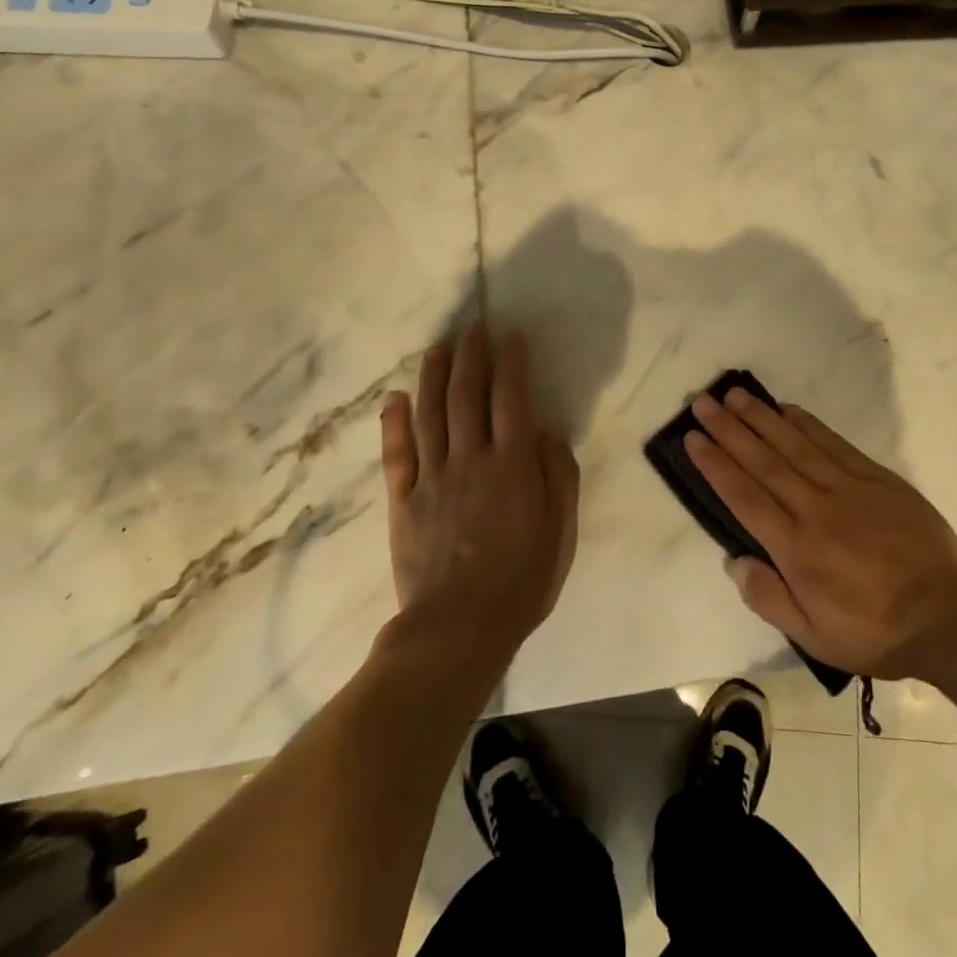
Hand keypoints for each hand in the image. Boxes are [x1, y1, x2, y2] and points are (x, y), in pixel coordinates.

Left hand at [381, 325, 579, 648]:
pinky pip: (396, 453)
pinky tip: (396, 398)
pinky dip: (395, 422)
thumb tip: (547, 432)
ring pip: (430, 413)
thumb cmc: (521, 580)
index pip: (511, 399)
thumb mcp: (561, 531)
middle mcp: (471, 459)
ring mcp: (432, 478)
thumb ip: (559, 476)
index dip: (510, 363)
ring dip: (434, 376)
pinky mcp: (403, 500)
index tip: (510, 337)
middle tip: (472, 328)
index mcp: (512, 465)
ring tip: (438, 348)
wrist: (458, 628)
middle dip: (471, 356)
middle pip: (467, 395)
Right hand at [685, 387, 956, 680]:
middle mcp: (814, 508)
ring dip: (761, 417)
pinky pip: (833, 443)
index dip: (715, 464)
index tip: (692, 438)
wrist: (948, 615)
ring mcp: (847, 487)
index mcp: (795, 547)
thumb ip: (769, 598)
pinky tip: (788, 409)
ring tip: (735, 396)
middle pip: (763, 461)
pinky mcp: (876, 478)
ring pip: (794, 444)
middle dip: (729, 430)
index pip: (744, 495)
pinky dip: (807, 424)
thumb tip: (734, 561)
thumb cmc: (875, 631)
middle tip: (703, 402)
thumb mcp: (814, 636)